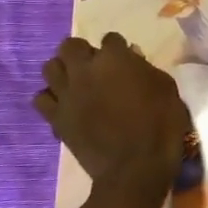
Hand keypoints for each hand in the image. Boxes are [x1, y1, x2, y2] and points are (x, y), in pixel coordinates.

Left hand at [33, 34, 189, 189]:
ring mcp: (66, 94)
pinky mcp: (56, 118)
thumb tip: (132, 60)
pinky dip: (51, 98)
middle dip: (82, 52)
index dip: (118, 48)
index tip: (126, 60)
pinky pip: (40, 98)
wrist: (135, 168)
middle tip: (95, 67)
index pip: (110, 39)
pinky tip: (65, 105)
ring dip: (63, 71)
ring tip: (76, 83)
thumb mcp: (167, 90)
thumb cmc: (160, 127)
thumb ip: (146, 69)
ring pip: (49, 67)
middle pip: (70, 45)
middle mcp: (85, 70)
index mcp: (115, 59)